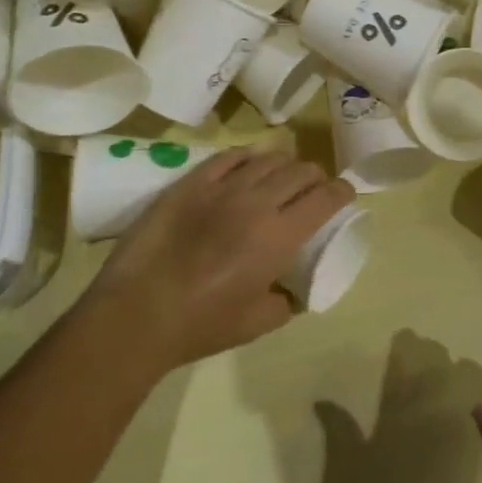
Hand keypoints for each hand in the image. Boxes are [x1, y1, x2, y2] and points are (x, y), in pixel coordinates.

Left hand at [91, 148, 353, 376]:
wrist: (137, 314)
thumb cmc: (202, 325)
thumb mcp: (260, 323)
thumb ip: (287, 300)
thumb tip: (293, 288)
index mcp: (280, 236)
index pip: (326, 197)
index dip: (342, 191)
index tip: (344, 195)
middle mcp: (257, 202)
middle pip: (301, 170)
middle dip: (316, 177)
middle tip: (313, 190)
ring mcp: (221, 187)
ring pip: (268, 158)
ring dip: (285, 165)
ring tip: (281, 178)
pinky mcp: (190, 183)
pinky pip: (228, 157)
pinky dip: (247, 159)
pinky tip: (247, 168)